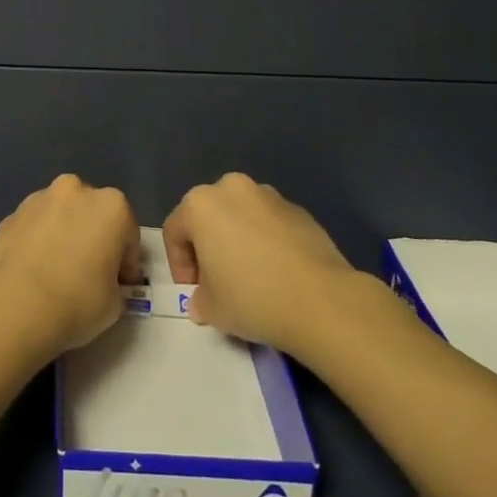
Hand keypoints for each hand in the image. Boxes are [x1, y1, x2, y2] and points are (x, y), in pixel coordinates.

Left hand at [0, 174, 139, 364]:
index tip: (120, 285)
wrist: (16, 304)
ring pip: (59, 215)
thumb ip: (114, 284)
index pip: (128, 235)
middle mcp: (75, 190)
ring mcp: (38, 199)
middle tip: (89, 272)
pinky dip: (36, 242)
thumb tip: (104, 283)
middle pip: (92, 214)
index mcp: (111, 206)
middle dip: (93, 237)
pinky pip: (33, 227)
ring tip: (56, 271)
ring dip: (63, 234)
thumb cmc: (78, 301)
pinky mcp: (11, 214)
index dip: (126, 263)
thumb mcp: (115, 303)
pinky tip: (32, 271)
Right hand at [162, 173, 355, 355]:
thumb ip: (199, 299)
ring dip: (238, 240)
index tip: (193, 293)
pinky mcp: (300, 210)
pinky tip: (278, 273)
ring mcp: (269, 196)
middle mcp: (231, 188)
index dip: (179, 265)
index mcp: (200, 204)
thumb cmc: (252, 298)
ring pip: (241, 216)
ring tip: (251, 277)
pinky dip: (267, 242)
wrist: (322, 301)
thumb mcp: (211, 308)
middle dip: (208, 247)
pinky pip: (270, 224)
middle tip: (218, 282)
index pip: (175, 232)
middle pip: (208, 216)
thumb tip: (203, 300)